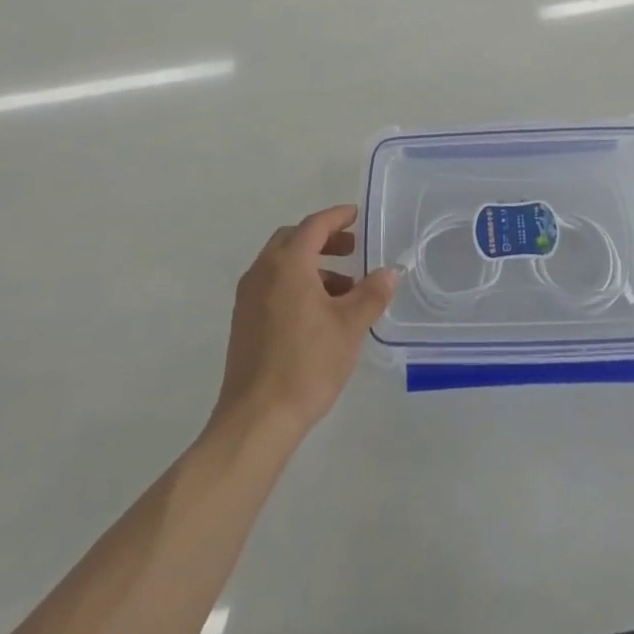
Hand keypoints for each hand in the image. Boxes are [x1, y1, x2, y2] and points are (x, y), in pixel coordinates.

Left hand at [213, 205, 399, 440]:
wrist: (256, 418)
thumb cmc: (307, 364)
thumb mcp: (349, 327)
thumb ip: (371, 294)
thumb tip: (389, 271)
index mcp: (287, 263)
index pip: (314, 225)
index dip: (337, 217)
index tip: (356, 215)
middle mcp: (263, 271)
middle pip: (293, 240)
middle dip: (323, 240)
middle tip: (351, 249)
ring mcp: (248, 297)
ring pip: (281, 264)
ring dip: (311, 265)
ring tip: (343, 289)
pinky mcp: (243, 321)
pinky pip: (272, 285)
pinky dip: (296, 284)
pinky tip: (318, 313)